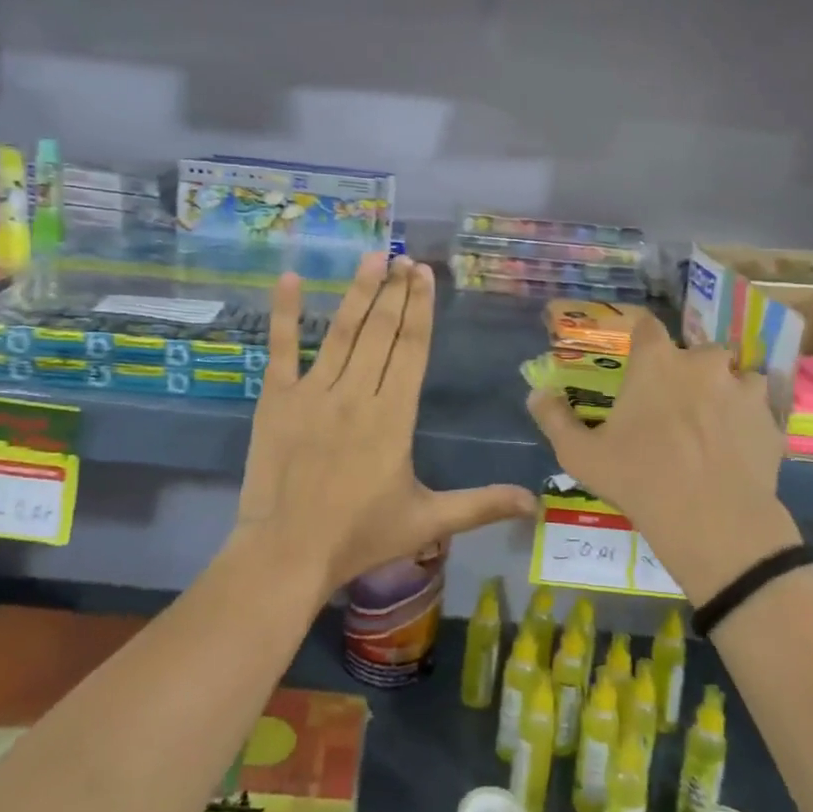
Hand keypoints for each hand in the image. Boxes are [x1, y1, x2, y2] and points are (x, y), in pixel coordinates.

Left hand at [231, 254, 537, 597]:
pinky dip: (285, 313)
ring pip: (342, 331)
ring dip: (359, 292)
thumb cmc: (360, 536)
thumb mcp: (428, 521)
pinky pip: (283, 349)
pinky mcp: (276, 399)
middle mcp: (357, 393)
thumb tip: (536, 502)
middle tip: (405, 257)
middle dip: (395, 291)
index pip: (412, 348)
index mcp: (394, 415)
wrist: (287, 554)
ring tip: (373, 258)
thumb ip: (481, 506)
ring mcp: (314, 392)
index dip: (420, 308)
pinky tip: (288, 278)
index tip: (424, 275)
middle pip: (382, 331)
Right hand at [527, 312, 801, 603]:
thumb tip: (536, 393)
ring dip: (720, 392)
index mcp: (657, 361)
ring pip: (732, 377)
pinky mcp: (770, 419)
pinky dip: (746, 420)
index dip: (641, 337)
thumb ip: (554, 418)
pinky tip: (734, 448)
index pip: (647, 325)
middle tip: (671, 406)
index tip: (636, 356)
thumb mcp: (581, 455)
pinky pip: (757, 408)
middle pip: (693, 352)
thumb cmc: (639, 479)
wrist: (714, 522)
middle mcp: (703, 361)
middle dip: (684, 372)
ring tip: (709, 426)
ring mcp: (743, 388)